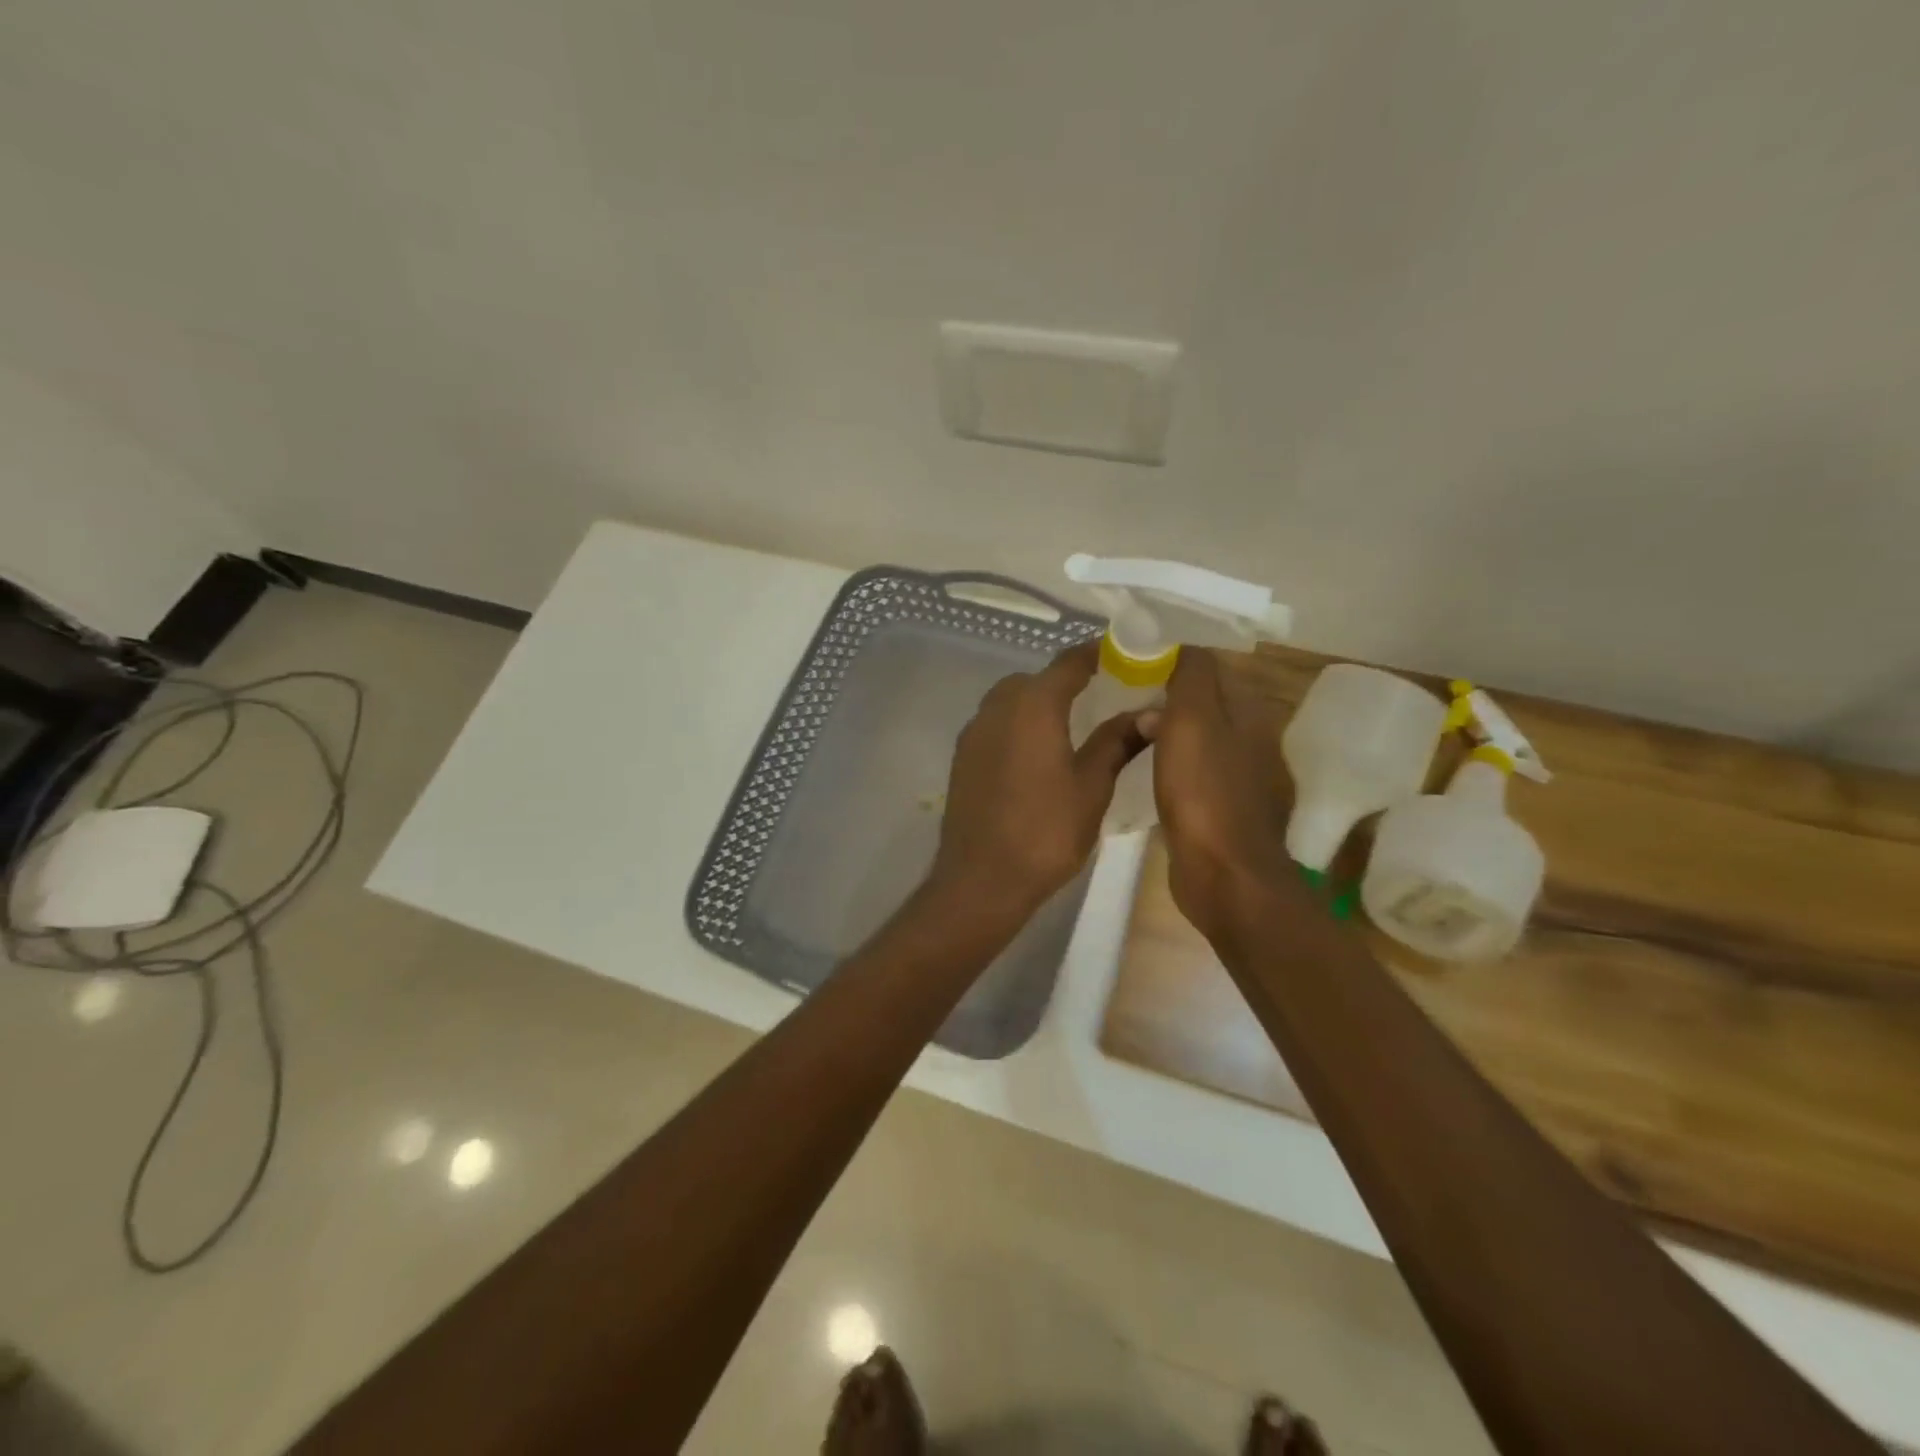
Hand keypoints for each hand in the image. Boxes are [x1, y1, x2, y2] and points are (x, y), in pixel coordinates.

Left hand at [931, 642, 1148, 918]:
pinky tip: (1036, 754)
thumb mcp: (1092, 786)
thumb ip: (1118, 741)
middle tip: (1100, 695)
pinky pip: (994, 724)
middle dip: (1065, 680)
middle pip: (1035, 679)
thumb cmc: (1045, 832)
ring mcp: (974, 732)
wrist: (981, 879)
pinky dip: (1017, 725)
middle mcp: (997, 708)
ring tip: (1070, 726)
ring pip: (1009, 700)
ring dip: (1038, 702)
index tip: (1123, 655)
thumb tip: (1152, 712)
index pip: (1068, 663)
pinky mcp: (963, 757)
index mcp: (1032, 706)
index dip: (1096, 654)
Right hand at [1149, 649, 1294, 937]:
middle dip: (1164, 691)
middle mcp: (1246, 738)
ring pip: (1192, 736)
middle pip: (1200, 701)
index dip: (1171, 657)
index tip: (1131, 655)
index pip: (1208, 667)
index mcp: (1246, 711)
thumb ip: (1189, 678)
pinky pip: (1186, 769)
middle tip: (1118, 686)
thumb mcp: (1193, 721)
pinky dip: (1165, 760)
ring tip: (1122, 722)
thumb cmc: (1204, 792)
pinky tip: (1140, 765)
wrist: (1223, 874)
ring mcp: (1233, 775)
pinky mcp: (1216, 806)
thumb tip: (1178, 646)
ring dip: (1163, 727)